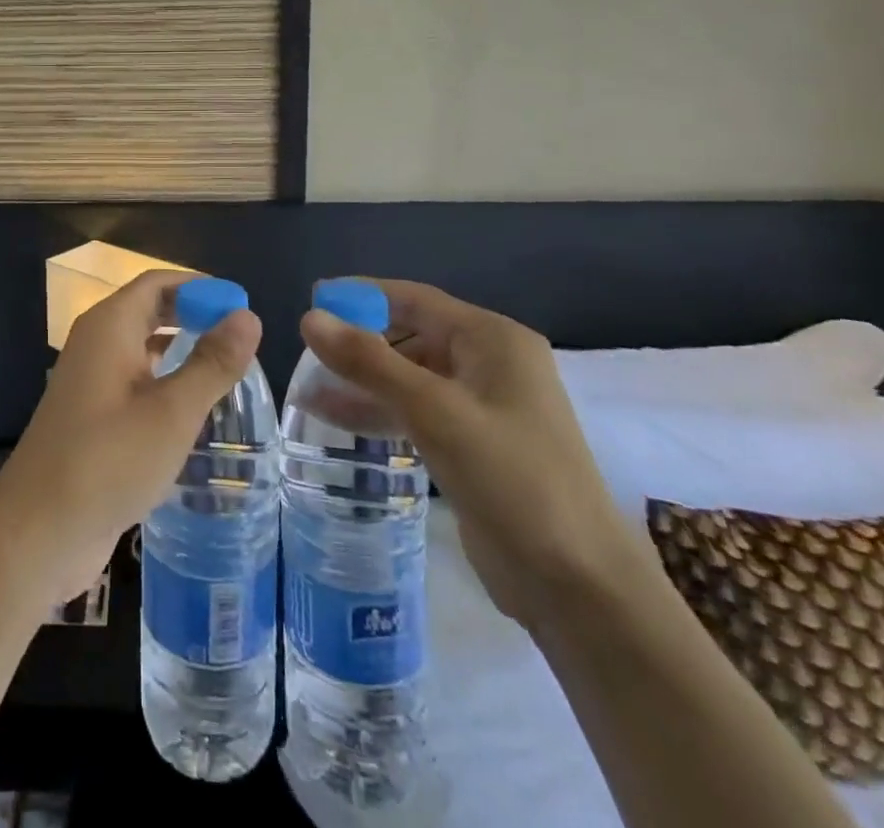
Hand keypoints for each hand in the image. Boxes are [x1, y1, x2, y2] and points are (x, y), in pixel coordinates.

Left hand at [0, 271, 261, 606]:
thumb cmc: (108, 460)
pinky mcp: (91, 415)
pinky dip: (163, 379)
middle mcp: (96, 343)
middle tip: (240, 337)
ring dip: (179, 348)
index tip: (241, 304)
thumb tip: (248, 316)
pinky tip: (191, 406)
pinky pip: (133, 380)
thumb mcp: (172, 412)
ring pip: (141, 347)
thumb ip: (212, 363)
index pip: (157, 283)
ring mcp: (90, 380)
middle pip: (148, 310)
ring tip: (225, 366)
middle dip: (192, 315)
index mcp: (109, 327)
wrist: (38, 530)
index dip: (199, 286)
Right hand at [300, 280, 647, 632]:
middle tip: (304, 351)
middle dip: (357, 341)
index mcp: (492, 340)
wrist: (578, 586)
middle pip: (409, 334)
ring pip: (408, 375)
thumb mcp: (434, 412)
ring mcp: (481, 406)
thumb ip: (369, 362)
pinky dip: (377, 410)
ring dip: (361, 379)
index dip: (360, 296)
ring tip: (306, 386)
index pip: (413, 299)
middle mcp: (489, 363)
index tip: (311, 301)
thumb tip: (309, 317)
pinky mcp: (471, 443)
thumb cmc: (512, 479)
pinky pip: (414, 411)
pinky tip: (333, 418)